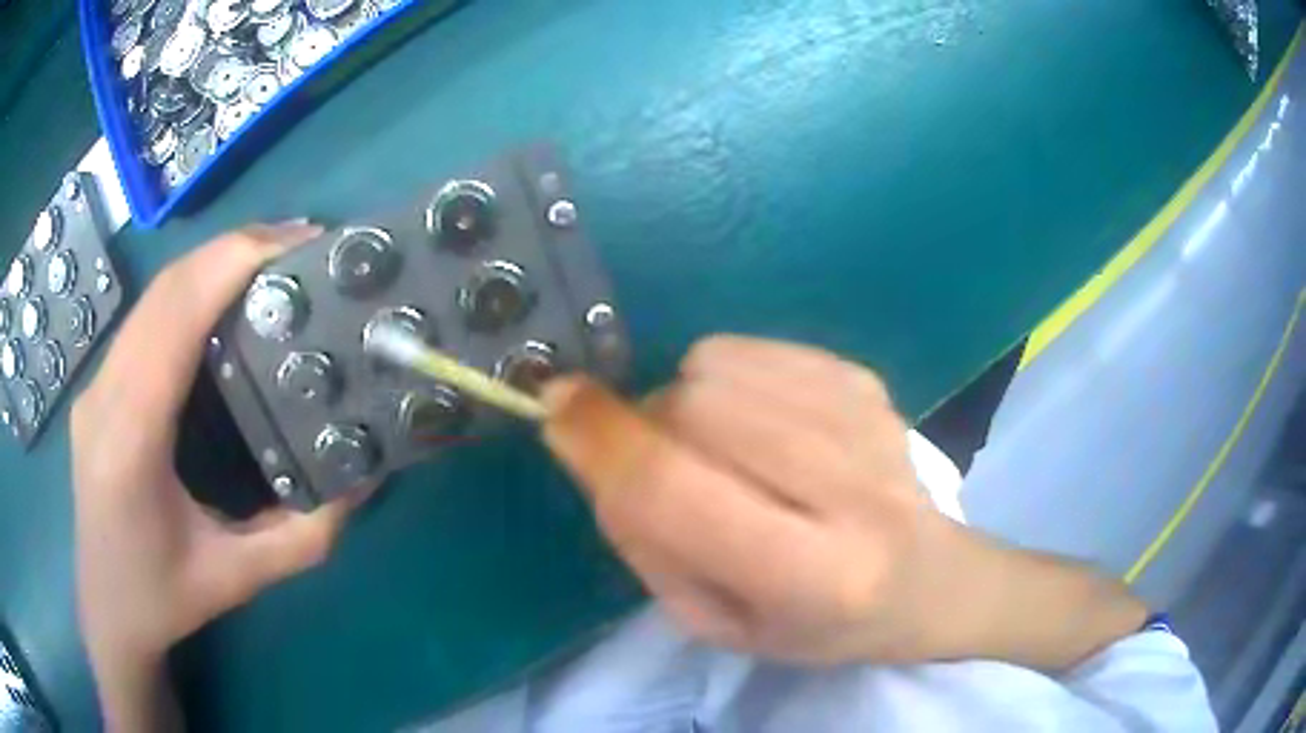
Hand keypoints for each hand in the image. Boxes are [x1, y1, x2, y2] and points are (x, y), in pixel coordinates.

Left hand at [72, 225, 368, 727]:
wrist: (107, 609)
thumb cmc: (164, 600)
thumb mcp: (237, 580)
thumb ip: (302, 537)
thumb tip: (362, 481)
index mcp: (130, 442)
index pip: (175, 319)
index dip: (232, 264)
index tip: (296, 243)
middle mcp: (103, 397)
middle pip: (164, 290)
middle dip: (232, 249)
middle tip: (301, 243)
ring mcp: (95, 385)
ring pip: (153, 296)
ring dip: (212, 263)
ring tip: (272, 262)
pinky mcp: (98, 386)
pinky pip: (145, 318)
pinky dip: (189, 290)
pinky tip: (222, 299)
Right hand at [543, 336, 1146, 667]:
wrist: (927, 580)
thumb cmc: (817, 625)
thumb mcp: (715, 622)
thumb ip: (646, 539)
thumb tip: (593, 440)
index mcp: (813, 576)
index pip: (681, 492)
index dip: (604, 443)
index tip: (553, 408)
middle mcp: (852, 489)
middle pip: (695, 410)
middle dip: (649, 430)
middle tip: (671, 470)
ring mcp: (866, 420)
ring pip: (716, 368)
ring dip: (686, 406)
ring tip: (725, 454)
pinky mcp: (865, 379)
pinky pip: (748, 348)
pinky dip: (725, 380)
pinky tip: (762, 426)